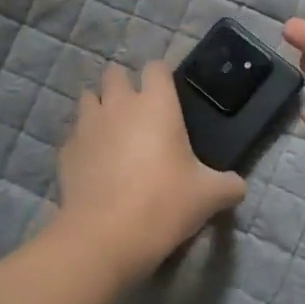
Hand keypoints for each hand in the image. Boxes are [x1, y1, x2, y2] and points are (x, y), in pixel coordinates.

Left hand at [56, 60, 246, 281]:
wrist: (105, 236)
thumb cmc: (164, 203)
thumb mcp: (209, 196)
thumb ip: (228, 185)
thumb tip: (238, 186)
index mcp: (156, 105)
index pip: (156, 67)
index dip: (162, 76)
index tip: (169, 94)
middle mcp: (119, 105)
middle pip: (114, 73)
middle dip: (124, 84)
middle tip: (138, 111)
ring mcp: (87, 125)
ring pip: (88, 98)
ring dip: (99, 106)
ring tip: (112, 130)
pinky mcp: (66, 150)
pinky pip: (74, 134)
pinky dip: (84, 141)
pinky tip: (94, 162)